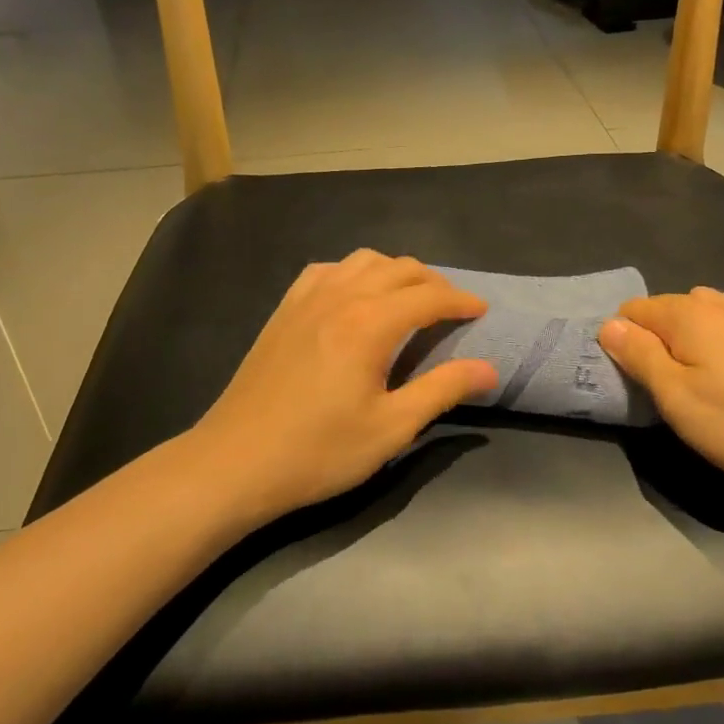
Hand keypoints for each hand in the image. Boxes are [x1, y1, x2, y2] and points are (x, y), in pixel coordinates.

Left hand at [191, 250, 499, 523]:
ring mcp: (306, 299)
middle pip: (399, 268)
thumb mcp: (391, 428)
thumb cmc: (319, 451)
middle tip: (451, 309)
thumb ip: (442, 390)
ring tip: (408, 299)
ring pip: (363, 261)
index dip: (461, 301)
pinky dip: (353, 273)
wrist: (235, 462)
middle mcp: (340, 296)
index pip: (429, 296)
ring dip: (395, 272)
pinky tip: (354, 295)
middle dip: (433, 282)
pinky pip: (327, 270)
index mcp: (370, 323)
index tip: (481, 311)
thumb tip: (488, 368)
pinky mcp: (284, 310)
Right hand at [598, 287, 723, 499]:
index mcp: (689, 314)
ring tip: (701, 379)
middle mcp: (720, 304)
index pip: (633, 310)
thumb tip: (608, 325)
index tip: (633, 379)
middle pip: (667, 310)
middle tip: (666, 388)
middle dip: (657, 340)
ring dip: (691, 339)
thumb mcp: (676, 398)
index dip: (623, 341)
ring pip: (703, 315)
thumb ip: (638, 356)